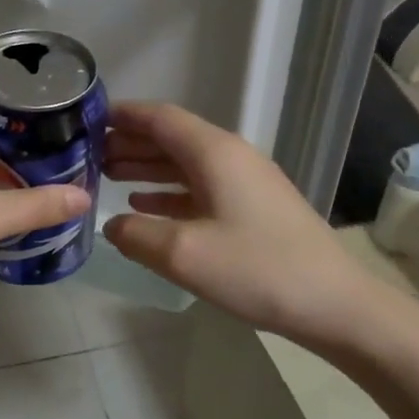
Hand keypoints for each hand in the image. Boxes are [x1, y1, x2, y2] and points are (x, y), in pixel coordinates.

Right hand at [102, 101, 376, 349]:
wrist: (332, 302)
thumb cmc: (255, 269)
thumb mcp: (183, 254)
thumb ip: (136, 235)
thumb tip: (111, 225)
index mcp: (214, 153)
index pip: (161, 118)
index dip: (123, 116)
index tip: (87, 119)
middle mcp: (230, 157)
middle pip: (172, 138)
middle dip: (130, 142)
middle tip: (88, 154)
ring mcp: (245, 182)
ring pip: (185, 164)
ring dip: (147, 167)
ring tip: (108, 175)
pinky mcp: (254, 208)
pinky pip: (201, 187)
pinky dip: (170, 192)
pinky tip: (145, 204)